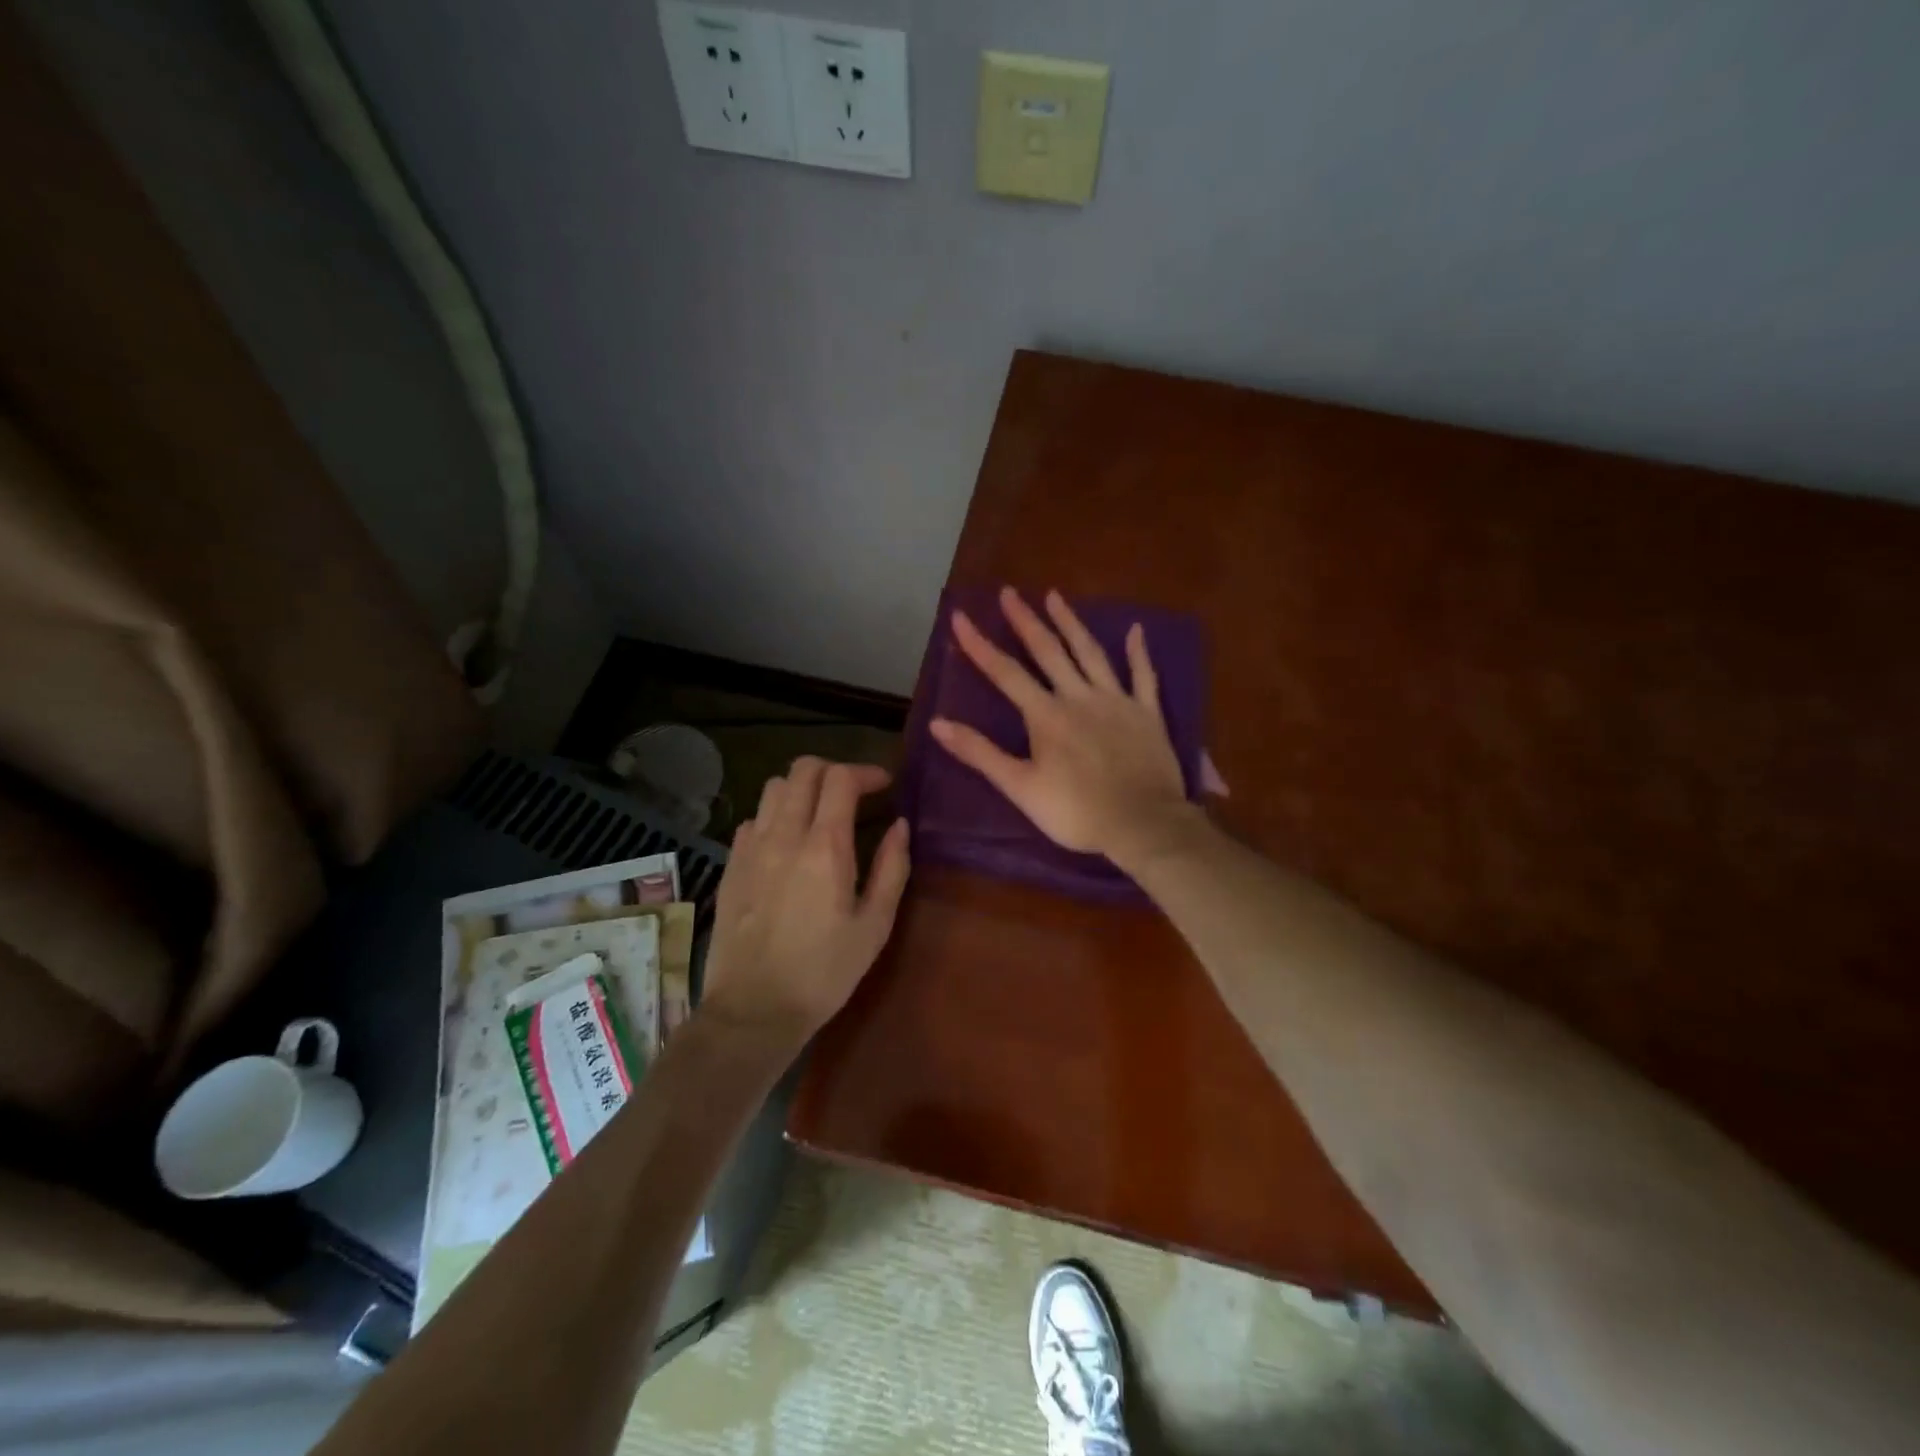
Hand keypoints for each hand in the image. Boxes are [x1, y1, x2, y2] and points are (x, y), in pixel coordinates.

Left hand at [700, 757, 910, 1042]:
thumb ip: (891, 868)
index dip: (866, 772)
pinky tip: (786, 844)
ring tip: (819, 814)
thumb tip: (900, 826)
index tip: (884, 786)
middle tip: (854, 794)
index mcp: (824, 847)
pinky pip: (752, 819)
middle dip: (834, 771)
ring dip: (801, 789)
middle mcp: (783, 835)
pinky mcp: (731, 866)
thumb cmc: (824, 972)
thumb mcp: (874, 926)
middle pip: (803, 770)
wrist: (753, 1010)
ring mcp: (750, 848)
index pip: (840, 778)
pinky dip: (774, 816)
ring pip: (773, 788)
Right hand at [930, 587, 1199, 866]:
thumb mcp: (1019, 787)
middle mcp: (1079, 697)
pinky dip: (1139, 653)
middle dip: (1025, 620)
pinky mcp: (1147, 714)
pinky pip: (1144, 676)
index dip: (980, 645)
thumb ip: (980, 753)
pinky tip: (1136, 630)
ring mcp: (1116, 701)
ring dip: (1071, 623)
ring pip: (1091, 653)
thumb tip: (937, 724)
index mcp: (1046, 715)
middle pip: (1048, 651)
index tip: (960, 616)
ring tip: (1055, 596)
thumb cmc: (1075, 812)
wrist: (1142, 824)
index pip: (1005, 673)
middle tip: (1009, 592)